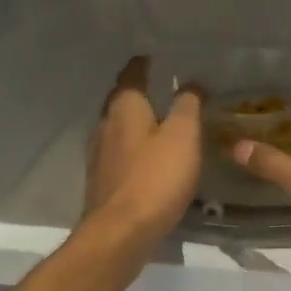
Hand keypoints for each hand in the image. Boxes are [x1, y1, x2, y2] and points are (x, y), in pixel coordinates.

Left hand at [84, 56, 202, 243]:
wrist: (120, 234)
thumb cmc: (155, 178)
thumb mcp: (183, 136)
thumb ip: (187, 105)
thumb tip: (190, 83)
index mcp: (124, 108)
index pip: (131, 76)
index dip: (142, 65)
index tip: (151, 56)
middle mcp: (106, 126)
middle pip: (121, 101)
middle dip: (138, 93)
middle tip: (160, 87)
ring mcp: (100, 156)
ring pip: (119, 128)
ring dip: (137, 122)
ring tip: (160, 122)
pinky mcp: (103, 182)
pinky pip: (120, 154)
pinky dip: (135, 148)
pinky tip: (150, 158)